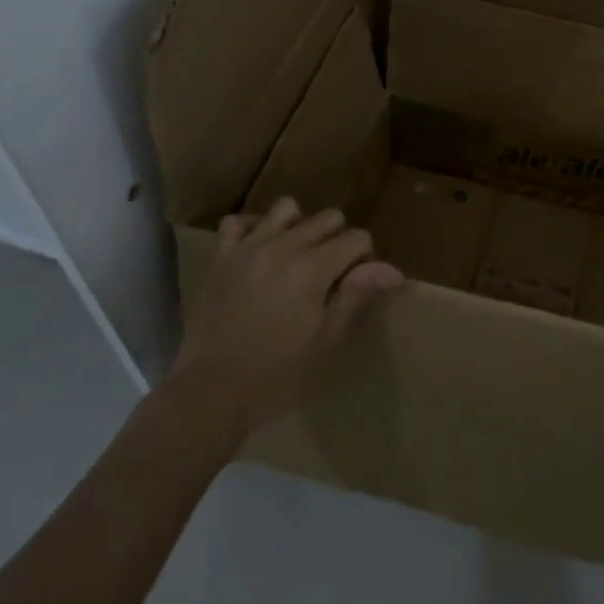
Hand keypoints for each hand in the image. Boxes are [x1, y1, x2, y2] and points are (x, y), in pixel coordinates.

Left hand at [173, 197, 402, 437]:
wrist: (210, 393)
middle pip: (327, 218)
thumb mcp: (326, 341)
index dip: (364, 258)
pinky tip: (259, 251)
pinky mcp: (220, 258)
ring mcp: (247, 248)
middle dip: (338, 239)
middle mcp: (282, 247)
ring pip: (286, 209)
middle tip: (330, 275)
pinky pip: (237, 222)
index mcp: (312, 268)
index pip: (356, 238)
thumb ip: (356, 295)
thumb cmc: (277, 375)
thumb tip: (393, 269)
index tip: (355, 283)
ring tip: (296, 256)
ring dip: (299, 226)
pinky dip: (253, 229)